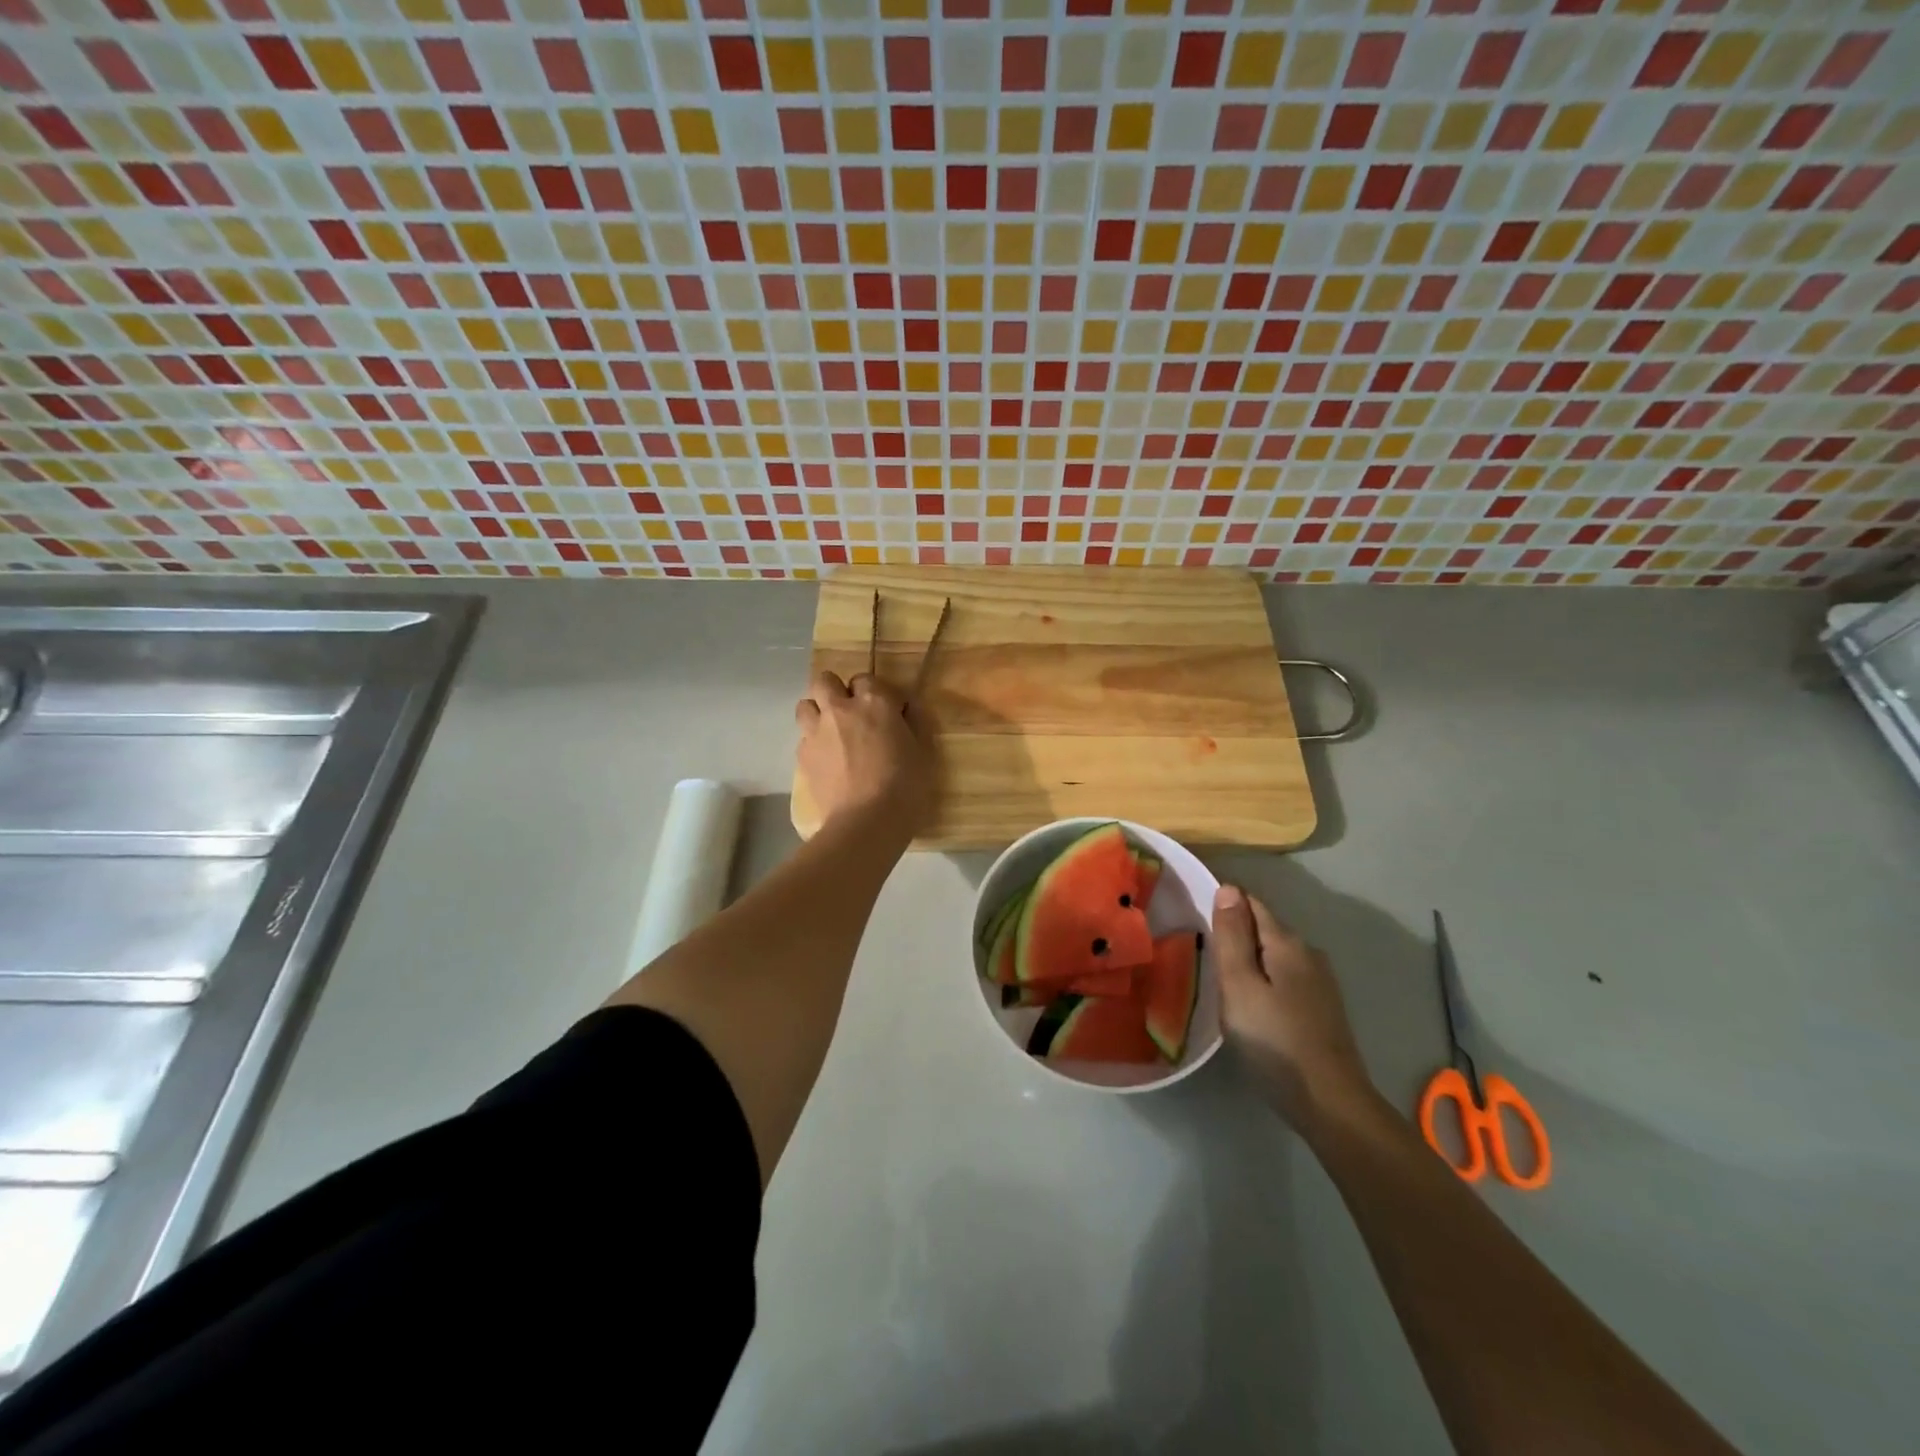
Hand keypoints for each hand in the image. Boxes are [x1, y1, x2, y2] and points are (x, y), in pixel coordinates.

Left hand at [795, 670, 935, 836]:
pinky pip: (803, 738)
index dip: (874, 693)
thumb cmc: (904, 786)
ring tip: (831, 731)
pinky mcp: (803, 756)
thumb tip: (906, 707)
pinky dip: (813, 742)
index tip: (885, 711)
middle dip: (835, 691)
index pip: (866, 678)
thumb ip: (914, 722)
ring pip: (805, 705)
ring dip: (817, 712)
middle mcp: (840, 709)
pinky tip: (826, 760)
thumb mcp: (923, 751)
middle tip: (850, 713)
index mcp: (874, 702)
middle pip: (825, 681)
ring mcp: (816, 731)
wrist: (866, 822)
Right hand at [1212, 885, 1373, 1130]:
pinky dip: (1263, 979)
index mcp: (1287, 943)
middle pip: (1264, 928)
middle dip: (1234, 932)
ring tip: (1218, 976)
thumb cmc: (1275, 1041)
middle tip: (1199, 950)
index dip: (1223, 904)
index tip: (1193, 917)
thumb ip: (1231, 936)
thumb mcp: (1239, 986)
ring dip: (1248, 958)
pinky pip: (1283, 977)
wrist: (1331, 1104)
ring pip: (1274, 955)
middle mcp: (1308, 954)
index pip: (1251, 903)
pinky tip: (1250, 1002)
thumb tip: (1228, 889)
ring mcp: (1320, 983)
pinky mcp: (1322, 1008)